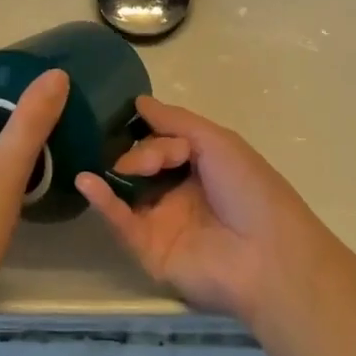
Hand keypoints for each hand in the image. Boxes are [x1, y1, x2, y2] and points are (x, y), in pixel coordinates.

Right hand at [75, 97, 337, 325]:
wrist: (267, 254)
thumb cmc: (249, 189)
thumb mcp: (217, 141)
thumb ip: (175, 121)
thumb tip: (139, 101)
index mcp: (199, 167)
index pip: (161, 141)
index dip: (152, 132)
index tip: (137, 121)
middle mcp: (178, 193)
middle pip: (141, 163)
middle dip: (139, 154)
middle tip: (148, 162)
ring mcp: (162, 222)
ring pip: (127, 191)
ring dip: (113, 173)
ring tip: (102, 162)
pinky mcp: (148, 251)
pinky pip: (121, 223)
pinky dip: (103, 202)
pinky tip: (88, 182)